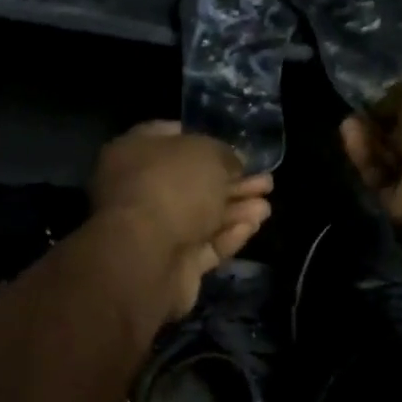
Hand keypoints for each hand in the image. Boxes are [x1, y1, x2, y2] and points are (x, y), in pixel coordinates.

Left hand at [91, 123, 272, 317]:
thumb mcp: (208, 153)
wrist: (147, 257)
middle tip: (266, 182)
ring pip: (202, 216)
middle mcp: (139, 189)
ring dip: (236, 209)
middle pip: (192, 182)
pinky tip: (253, 225)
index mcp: (134, 152)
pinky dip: (229, 235)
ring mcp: (153, 230)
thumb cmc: (173, 187)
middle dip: (231, 182)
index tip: (236, 148)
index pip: (170, 137)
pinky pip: (204, 245)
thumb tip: (233, 166)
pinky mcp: (171, 264)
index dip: (206, 140)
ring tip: (267, 206)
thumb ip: (225, 156)